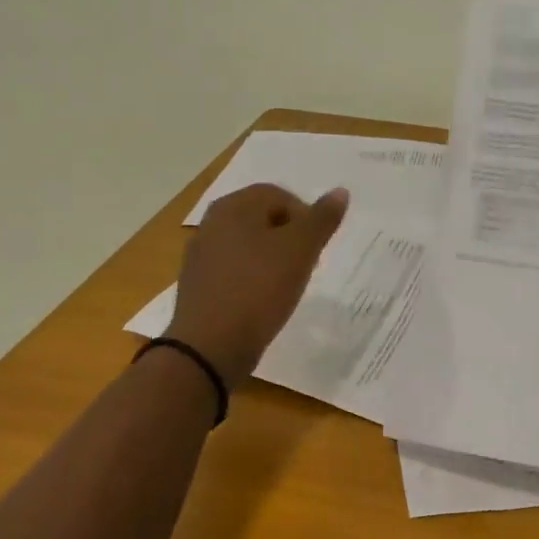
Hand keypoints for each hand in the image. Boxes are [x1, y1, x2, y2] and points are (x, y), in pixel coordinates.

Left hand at [166, 183, 348, 388]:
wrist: (210, 347)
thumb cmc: (259, 289)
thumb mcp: (301, 250)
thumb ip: (322, 219)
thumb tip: (340, 191)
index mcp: (234, 206)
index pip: (279, 195)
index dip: (305, 216)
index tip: (316, 247)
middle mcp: (212, 222)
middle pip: (262, 218)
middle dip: (289, 237)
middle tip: (306, 264)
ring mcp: (200, 254)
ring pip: (248, 244)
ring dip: (271, 258)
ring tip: (287, 284)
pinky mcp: (198, 284)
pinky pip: (234, 269)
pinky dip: (252, 277)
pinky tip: (262, 300)